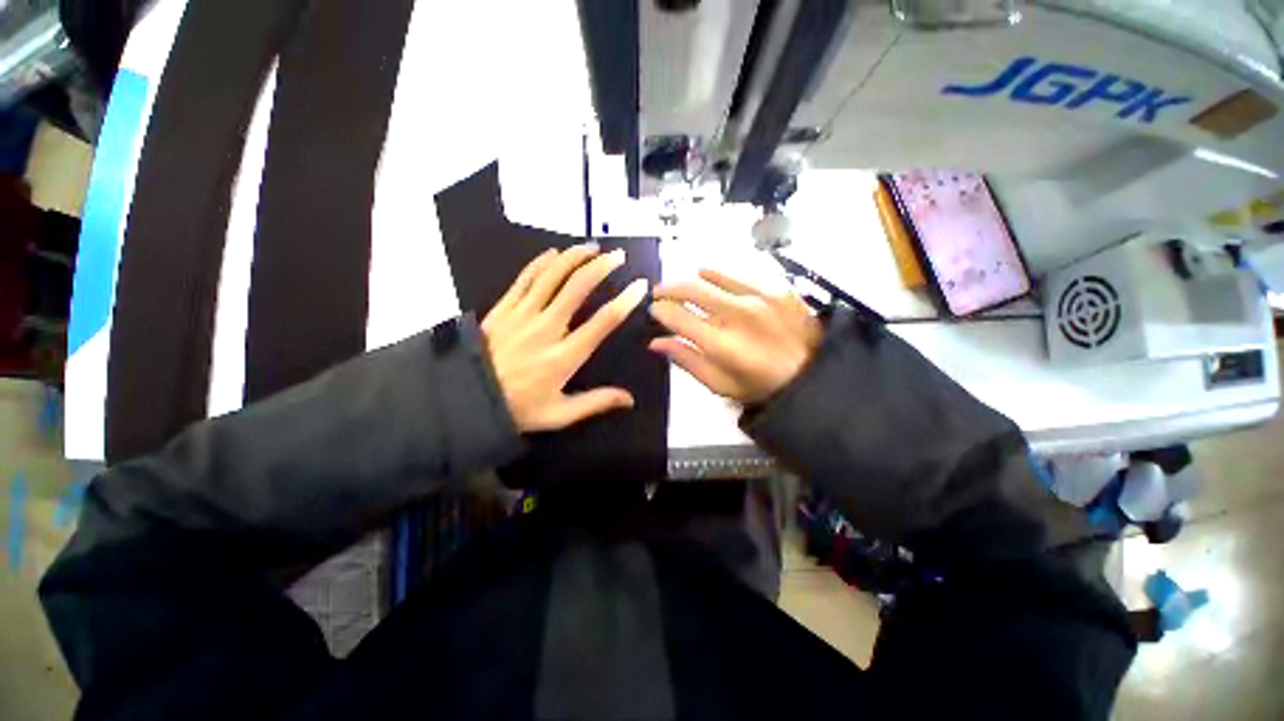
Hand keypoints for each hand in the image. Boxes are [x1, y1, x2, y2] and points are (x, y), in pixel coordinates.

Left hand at [482, 244, 648, 431]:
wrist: (465, 399)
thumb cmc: (518, 408)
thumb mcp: (559, 415)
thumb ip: (595, 402)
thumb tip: (630, 400)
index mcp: (564, 356)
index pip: (602, 322)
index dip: (625, 301)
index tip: (640, 286)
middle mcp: (546, 328)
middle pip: (578, 288)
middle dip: (602, 267)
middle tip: (618, 256)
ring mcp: (523, 314)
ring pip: (552, 276)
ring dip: (575, 257)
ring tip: (593, 247)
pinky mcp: (504, 308)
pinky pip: (525, 278)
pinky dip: (541, 262)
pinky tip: (554, 253)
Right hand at [649, 269, 821, 403]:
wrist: (813, 374)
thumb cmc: (761, 386)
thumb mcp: (720, 384)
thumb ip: (687, 360)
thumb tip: (656, 342)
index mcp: (723, 344)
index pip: (678, 317)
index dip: (660, 311)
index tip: (654, 310)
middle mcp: (738, 314)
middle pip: (691, 288)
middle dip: (668, 288)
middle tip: (659, 292)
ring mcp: (759, 296)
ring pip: (712, 274)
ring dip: (691, 279)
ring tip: (684, 287)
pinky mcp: (775, 287)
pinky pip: (737, 272)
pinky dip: (718, 276)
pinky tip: (714, 283)